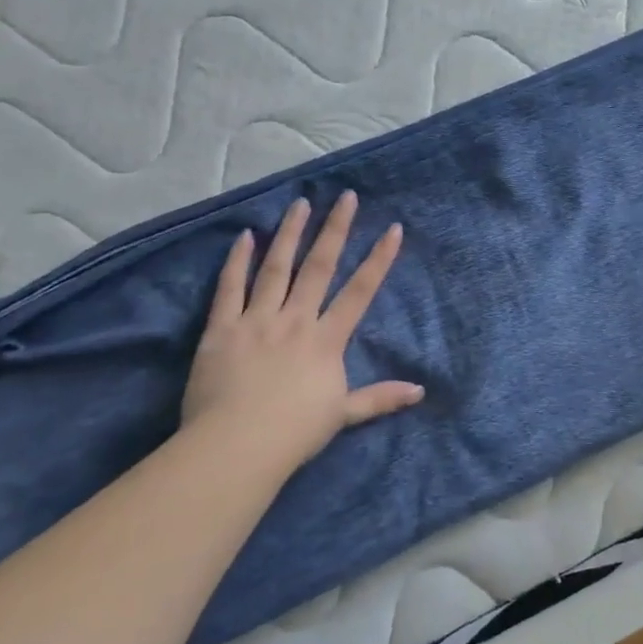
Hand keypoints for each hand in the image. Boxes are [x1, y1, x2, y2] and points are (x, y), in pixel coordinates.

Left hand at [181, 191, 422, 476]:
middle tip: (346, 197)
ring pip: (276, 267)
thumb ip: (380, 398)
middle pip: (319, 267)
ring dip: (290, 233)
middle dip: (335, 229)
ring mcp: (257, 320)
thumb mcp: (343, 415)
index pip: (359, 292)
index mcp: (326, 340)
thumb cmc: (294, 434)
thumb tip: (420, 391)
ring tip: (300, 203)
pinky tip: (246, 236)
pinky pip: (230, 288)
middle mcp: (295, 320)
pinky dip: (237, 261)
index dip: (378, 259)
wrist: (236, 447)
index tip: (392, 229)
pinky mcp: (222, 329)